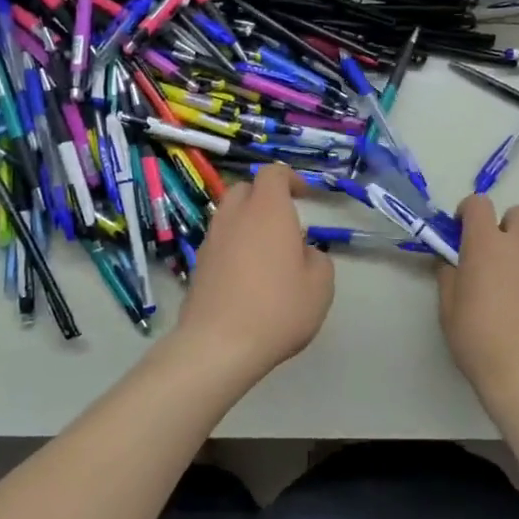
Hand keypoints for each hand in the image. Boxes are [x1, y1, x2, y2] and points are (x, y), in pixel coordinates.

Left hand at [173, 163, 334, 380]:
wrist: (218, 346)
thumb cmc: (278, 309)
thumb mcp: (321, 286)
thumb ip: (317, 259)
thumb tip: (302, 253)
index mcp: (267, 211)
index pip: (273, 173)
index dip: (291, 179)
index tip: (305, 196)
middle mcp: (235, 217)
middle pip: (245, 189)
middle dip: (265, 197)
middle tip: (285, 223)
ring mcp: (211, 241)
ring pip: (229, 216)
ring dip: (248, 223)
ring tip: (267, 253)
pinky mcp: (198, 266)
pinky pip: (219, 242)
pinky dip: (234, 247)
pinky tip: (247, 277)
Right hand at [436, 196, 518, 414]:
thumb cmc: (479, 339)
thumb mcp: (448, 310)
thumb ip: (449, 276)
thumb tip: (453, 263)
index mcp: (487, 244)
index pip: (478, 204)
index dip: (468, 212)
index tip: (461, 231)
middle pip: (518, 214)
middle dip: (505, 226)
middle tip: (494, 256)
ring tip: (515, 286)